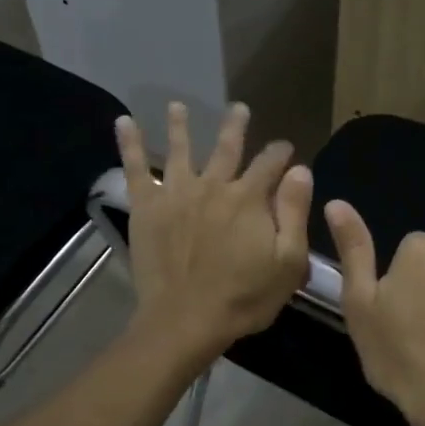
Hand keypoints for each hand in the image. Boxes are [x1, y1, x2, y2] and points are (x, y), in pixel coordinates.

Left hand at [116, 102, 312, 365]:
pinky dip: (130, 144)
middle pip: (227, 148)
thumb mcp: (288, 261)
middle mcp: (213, 186)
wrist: (186, 320)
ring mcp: (177, 193)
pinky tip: (124, 122)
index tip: (286, 149)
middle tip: (239, 108)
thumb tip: (300, 170)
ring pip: (181, 149)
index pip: (270, 164)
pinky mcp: (147, 207)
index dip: (281, 154)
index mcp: (249, 198)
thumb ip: (294, 212)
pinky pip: (137, 169)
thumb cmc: (244, 297)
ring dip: (181, 125)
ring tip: (177, 105)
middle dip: (236, 126)